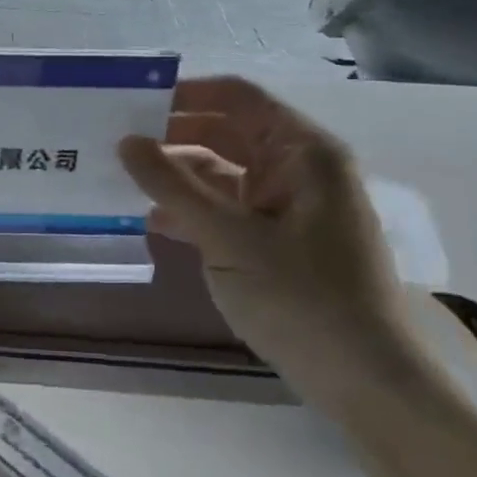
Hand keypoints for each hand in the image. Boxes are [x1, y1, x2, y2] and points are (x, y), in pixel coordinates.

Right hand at [119, 76, 418, 417]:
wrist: (364, 382)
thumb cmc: (303, 297)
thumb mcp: (229, 237)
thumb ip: (173, 186)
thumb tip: (125, 142)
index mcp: (302, 152)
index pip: (237, 98)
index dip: (184, 94)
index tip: (130, 101)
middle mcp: (297, 169)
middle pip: (225, 132)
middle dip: (171, 136)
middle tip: (112, 141)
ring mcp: (287, 207)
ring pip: (220, 173)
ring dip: (175, 177)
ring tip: (119, 179)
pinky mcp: (276, 241)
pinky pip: (225, 210)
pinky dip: (191, 211)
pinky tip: (152, 221)